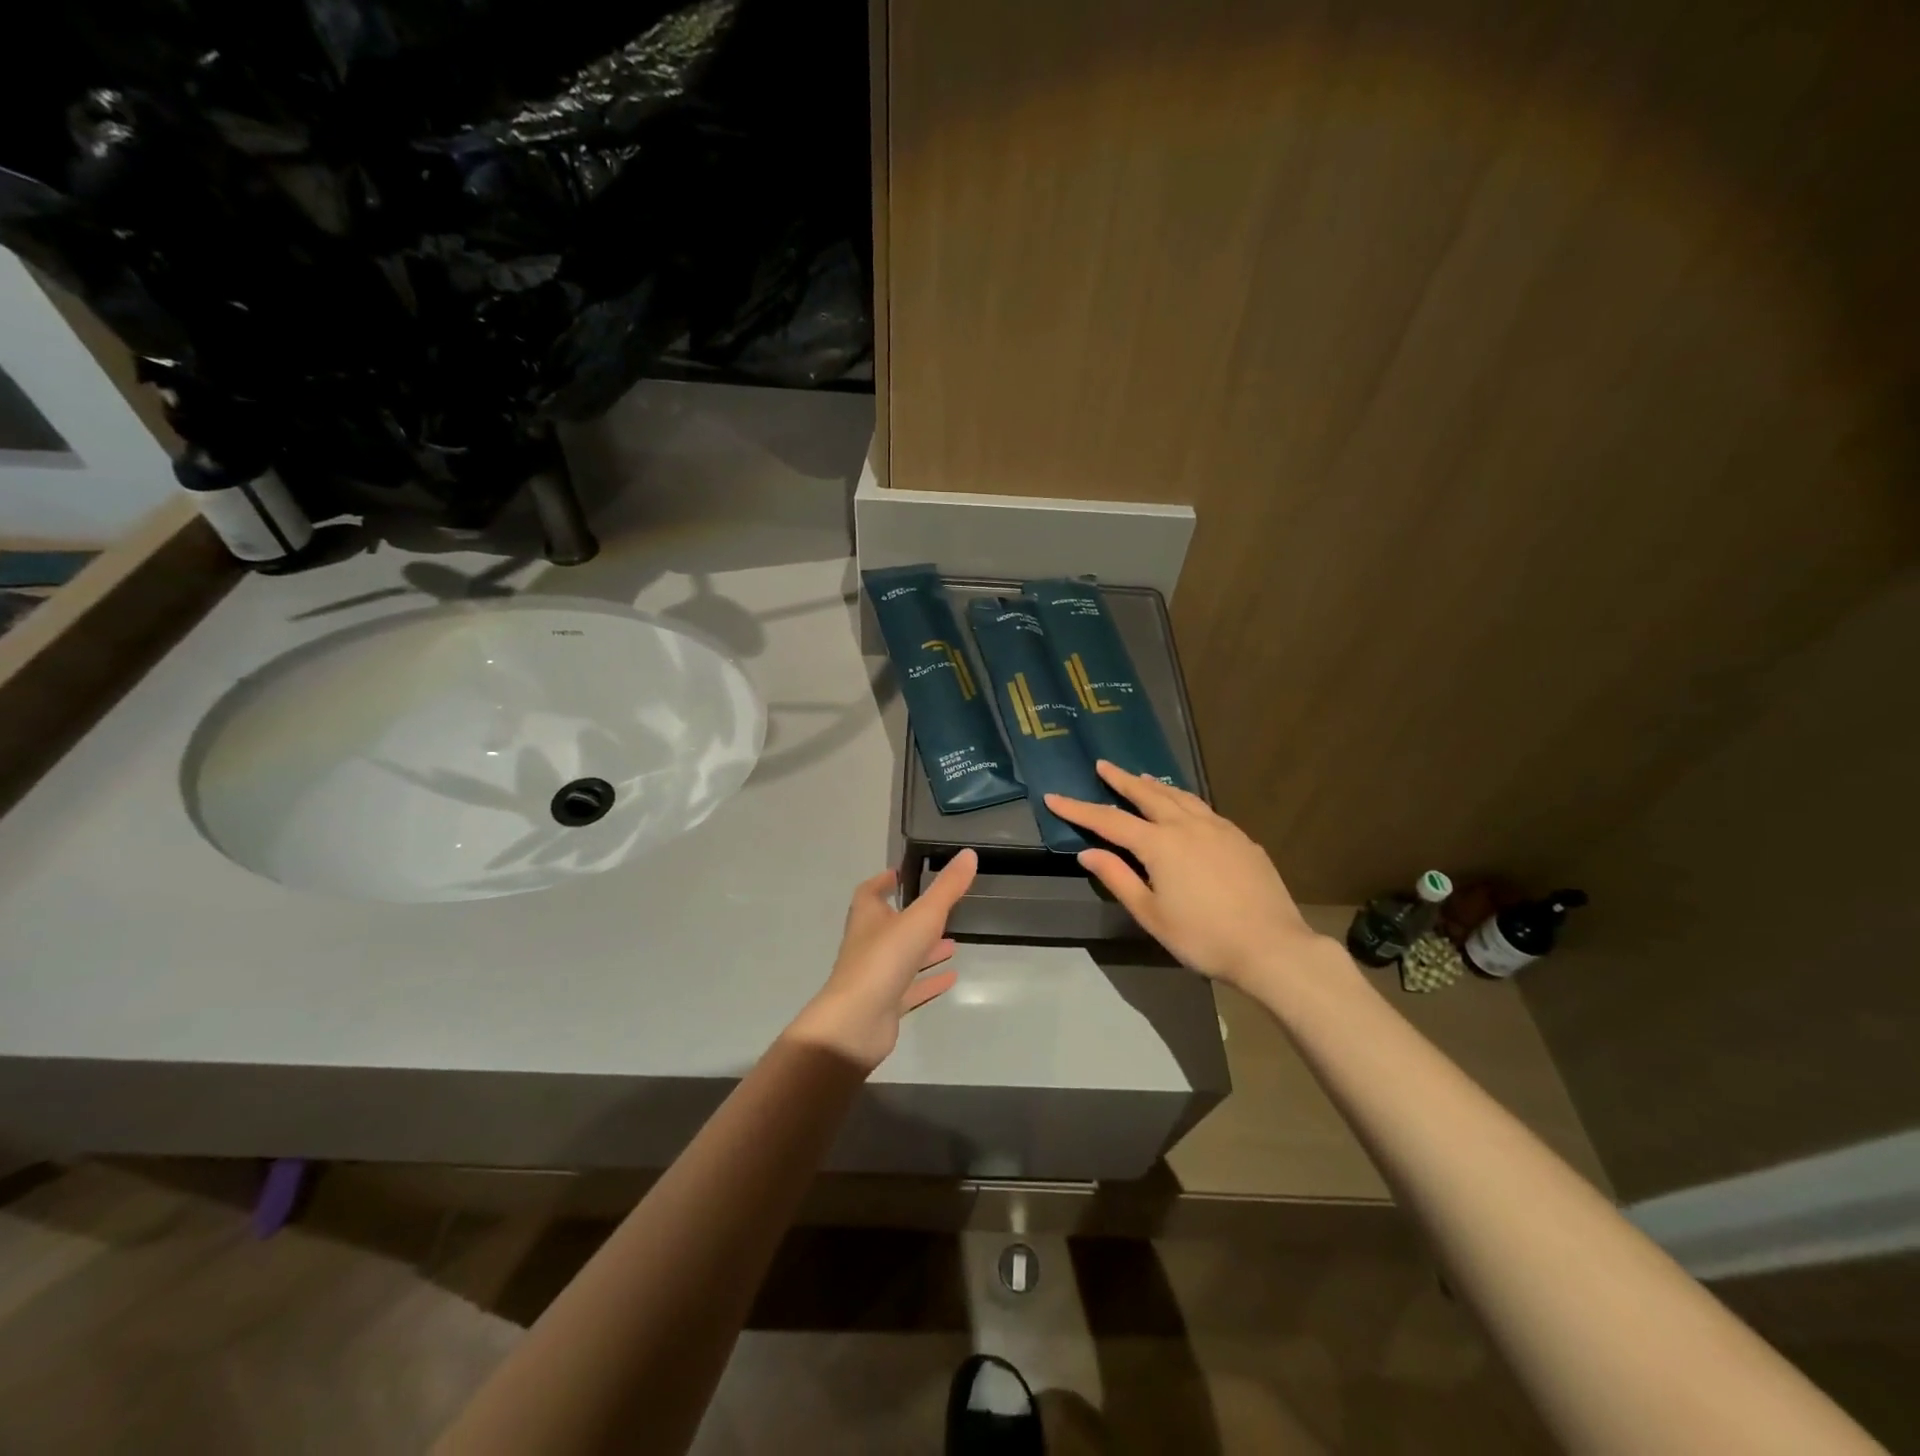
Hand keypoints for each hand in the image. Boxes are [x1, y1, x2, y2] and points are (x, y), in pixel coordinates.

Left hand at [785, 849, 977, 1071]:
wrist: (856, 1024)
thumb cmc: (884, 960)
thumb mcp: (921, 917)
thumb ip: (946, 888)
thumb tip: (968, 854)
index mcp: (868, 918)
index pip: (870, 893)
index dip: (882, 882)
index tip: (900, 874)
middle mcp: (868, 944)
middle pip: (888, 925)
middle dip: (913, 917)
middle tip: (941, 910)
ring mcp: (876, 977)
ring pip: (903, 958)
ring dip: (925, 950)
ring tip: (954, 943)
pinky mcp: (885, 1005)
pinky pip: (910, 989)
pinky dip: (929, 981)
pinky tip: (951, 978)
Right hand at [1045, 763, 1334, 987]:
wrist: (1271, 947)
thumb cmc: (1203, 936)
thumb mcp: (1151, 914)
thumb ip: (1118, 878)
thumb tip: (1088, 852)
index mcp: (1160, 844)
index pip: (1109, 820)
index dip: (1078, 809)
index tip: (1054, 797)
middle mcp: (1187, 826)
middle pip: (1147, 794)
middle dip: (1121, 779)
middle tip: (1103, 765)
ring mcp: (1219, 829)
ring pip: (1181, 797)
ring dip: (1156, 786)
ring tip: (1142, 777)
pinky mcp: (1241, 839)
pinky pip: (1204, 809)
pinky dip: (1185, 800)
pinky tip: (1186, 807)